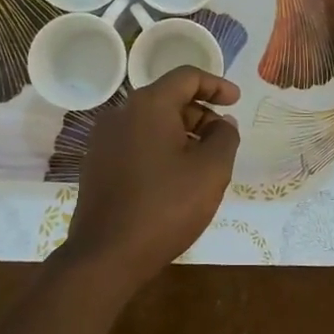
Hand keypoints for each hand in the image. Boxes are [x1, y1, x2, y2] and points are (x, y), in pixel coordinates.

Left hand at [62, 67, 241, 288]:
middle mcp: (121, 113)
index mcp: (148, 105)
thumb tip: (222, 123)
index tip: (237, 102)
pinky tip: (174, 179)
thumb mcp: (211, 171)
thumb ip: (225, 138)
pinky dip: (160, 149)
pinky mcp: (96, 164)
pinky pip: (136, 143)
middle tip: (223, 141)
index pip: (187, 77)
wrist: (105, 256)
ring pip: (152, 123)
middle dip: (200, 114)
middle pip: (168, 99)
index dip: (216, 85)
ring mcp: (103, 139)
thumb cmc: (165, 207)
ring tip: (202, 163)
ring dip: (181, 134)